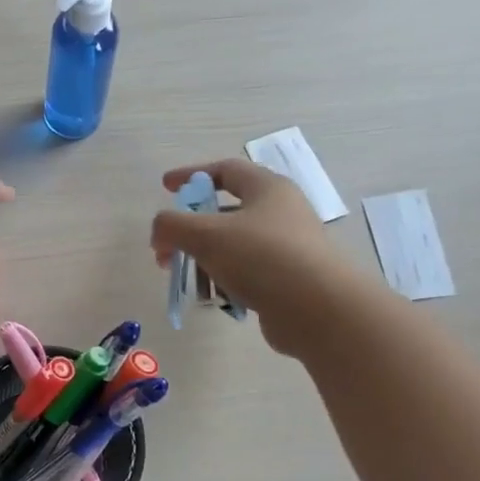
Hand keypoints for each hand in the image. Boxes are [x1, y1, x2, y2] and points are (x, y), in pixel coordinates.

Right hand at [149, 158, 357, 357]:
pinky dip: (225, 280)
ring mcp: (288, 247)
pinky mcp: (288, 279)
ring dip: (204, 258)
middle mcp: (281, 212)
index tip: (165, 187)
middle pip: (226, 211)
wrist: (318, 310)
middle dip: (191, 228)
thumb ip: (172, 226)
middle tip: (167, 247)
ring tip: (186, 278)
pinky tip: (215, 297)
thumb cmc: (261, 257)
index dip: (191, 175)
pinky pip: (247, 272)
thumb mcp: (205, 235)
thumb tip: (160, 234)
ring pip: (234, 245)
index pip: (225, 170)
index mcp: (267, 188)